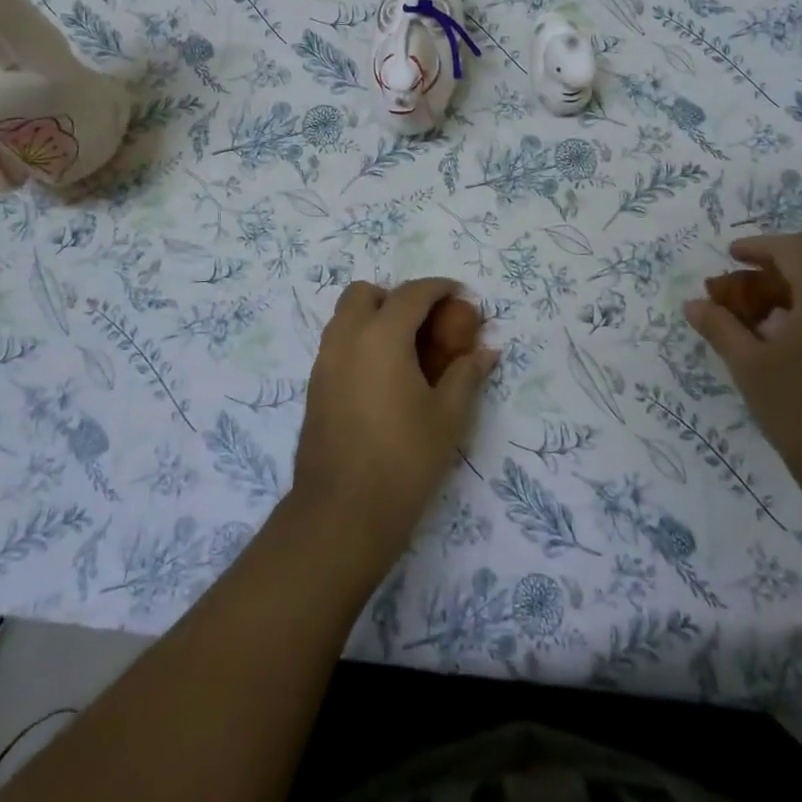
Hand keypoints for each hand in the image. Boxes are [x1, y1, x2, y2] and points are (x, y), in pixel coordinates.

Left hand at [290, 278, 496, 570]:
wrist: (342, 513)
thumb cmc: (404, 460)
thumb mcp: (448, 417)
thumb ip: (466, 375)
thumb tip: (487, 351)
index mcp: (381, 336)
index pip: (411, 294)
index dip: (438, 288)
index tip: (459, 294)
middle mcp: (347, 338)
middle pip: (364, 293)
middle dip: (395, 297)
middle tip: (423, 324)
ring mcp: (324, 362)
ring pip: (345, 316)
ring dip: (373, 317)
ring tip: (404, 350)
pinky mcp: (314, 386)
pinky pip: (337, 343)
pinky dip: (359, 341)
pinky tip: (382, 377)